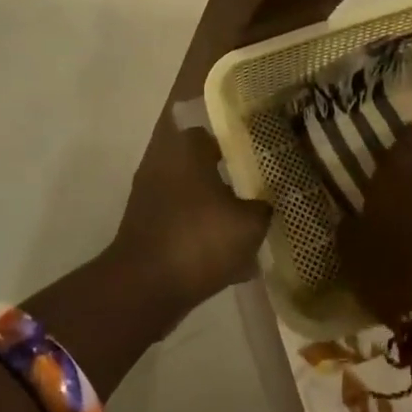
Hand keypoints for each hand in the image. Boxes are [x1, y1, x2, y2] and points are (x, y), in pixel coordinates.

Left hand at [109, 110, 272, 317]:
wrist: (145, 287)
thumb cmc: (199, 240)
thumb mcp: (249, 223)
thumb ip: (264, 206)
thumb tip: (267, 201)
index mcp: (186, 147)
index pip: (212, 124)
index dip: (237, 133)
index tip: (260, 144)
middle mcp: (163, 161)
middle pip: (202, 159)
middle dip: (229, 170)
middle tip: (261, 180)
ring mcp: (151, 194)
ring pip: (193, 191)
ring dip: (217, 202)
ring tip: (251, 219)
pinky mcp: (147, 225)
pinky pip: (184, 219)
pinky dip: (203, 230)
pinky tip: (233, 255)